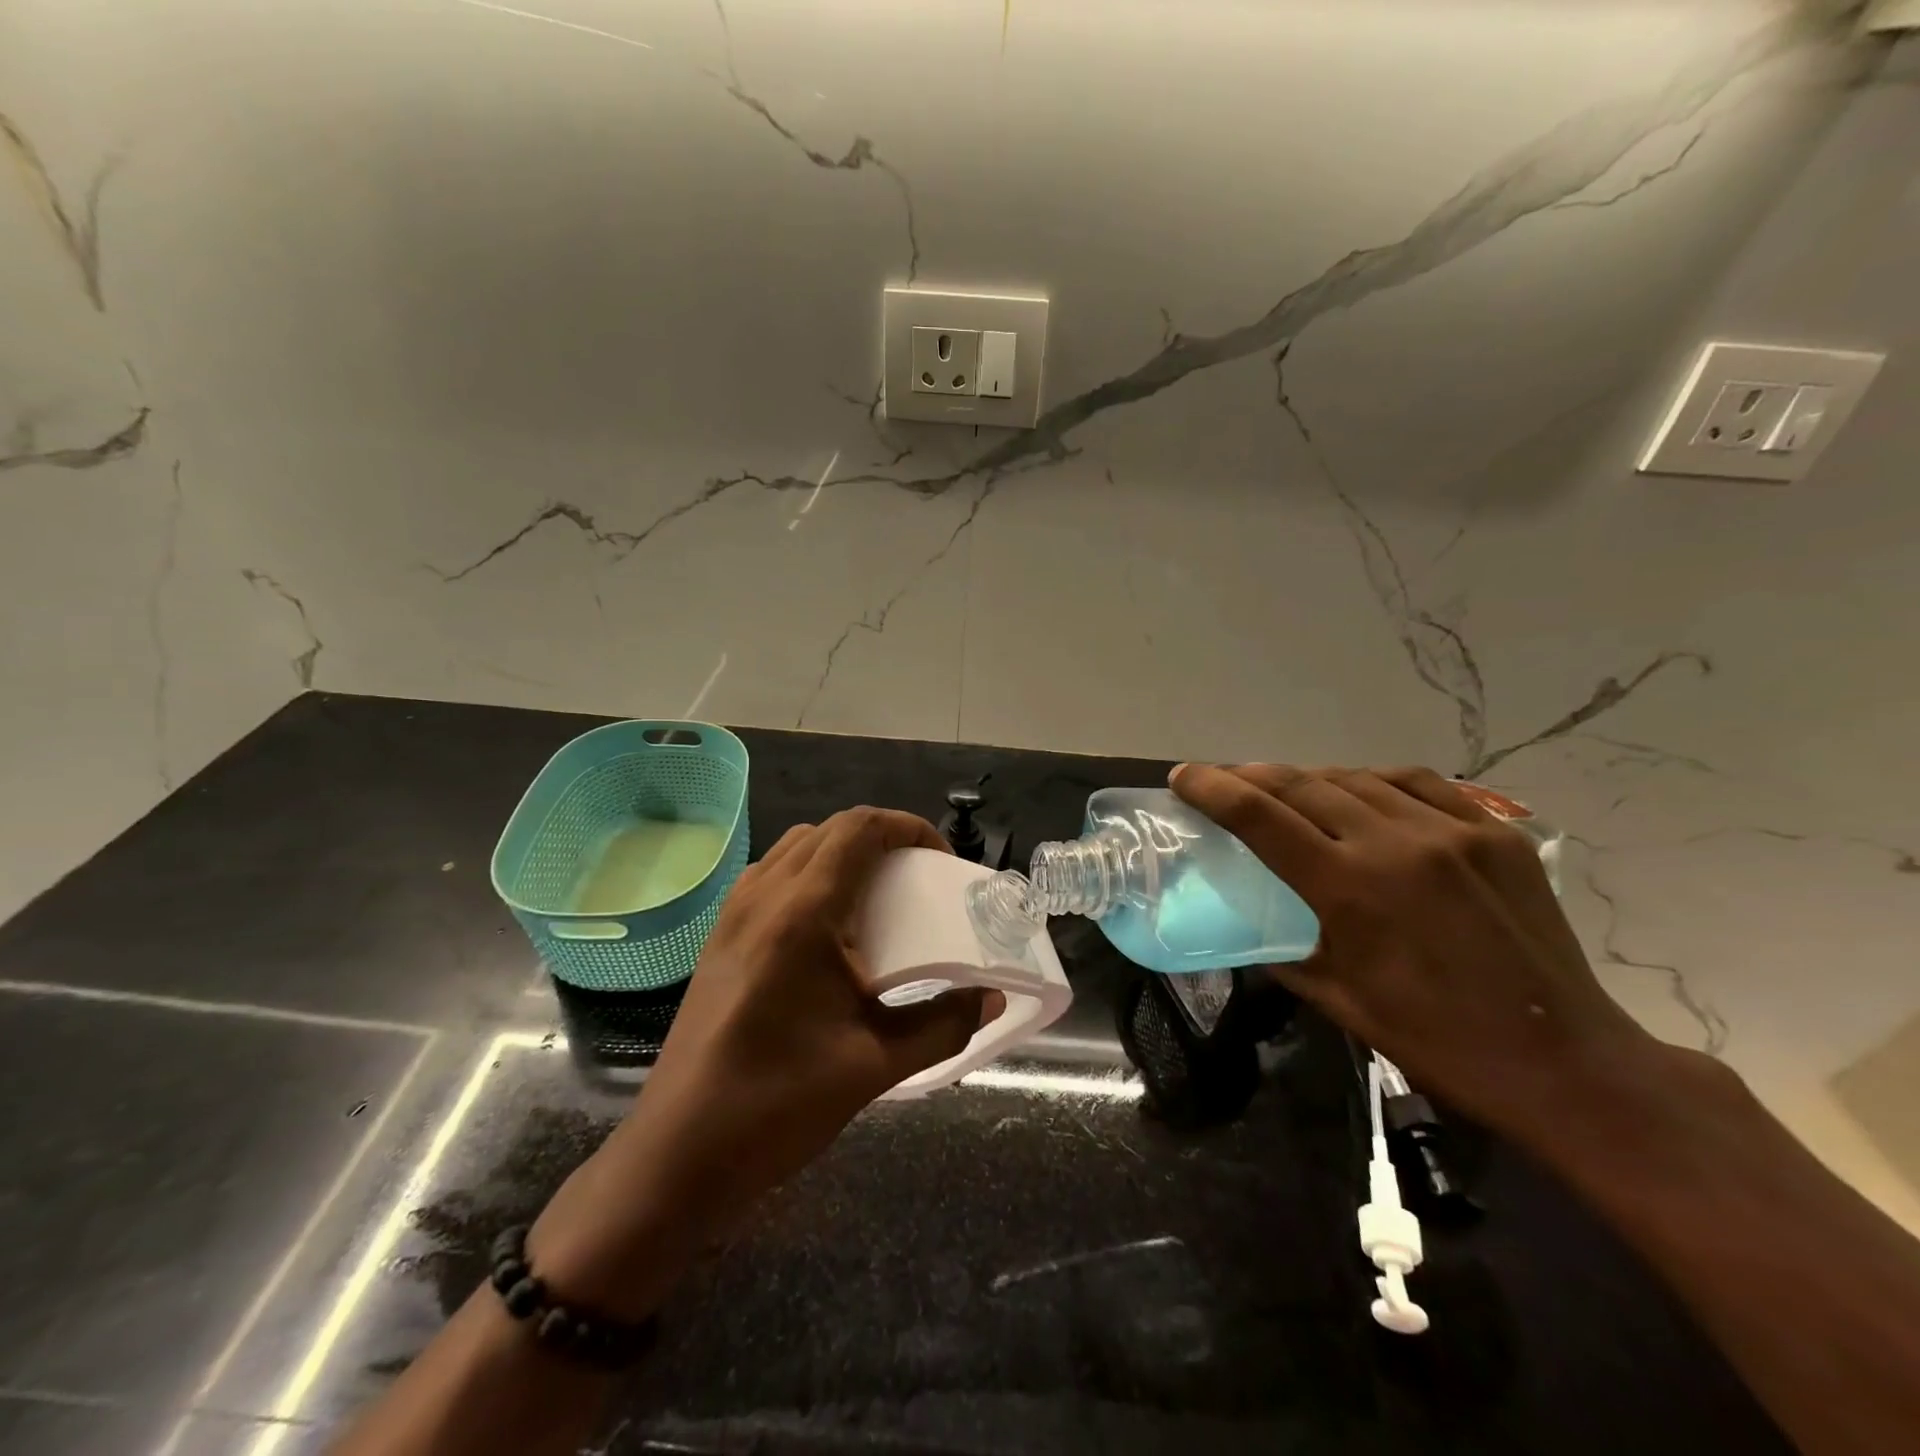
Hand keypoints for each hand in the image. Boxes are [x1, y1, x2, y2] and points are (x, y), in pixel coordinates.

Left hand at [530, 808, 996, 1315]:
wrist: (679, 1152)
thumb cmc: (779, 1103)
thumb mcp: (875, 1064)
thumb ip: (943, 1024)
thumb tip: (989, 998)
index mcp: (805, 912)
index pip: (860, 828)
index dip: (909, 828)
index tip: (941, 861)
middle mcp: (764, 895)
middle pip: (831, 829)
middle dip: (882, 838)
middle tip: (917, 877)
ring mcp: (734, 913)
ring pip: (797, 846)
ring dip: (843, 852)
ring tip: (877, 897)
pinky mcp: (719, 935)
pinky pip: (772, 874)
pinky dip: (810, 874)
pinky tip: (827, 927)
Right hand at [1170, 763, 1661, 1143]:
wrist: (1563, 1059)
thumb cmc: (1436, 1040)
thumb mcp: (1338, 999)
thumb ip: (1283, 950)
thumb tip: (1250, 927)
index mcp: (1349, 889)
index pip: (1260, 817)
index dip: (1213, 789)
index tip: (1182, 776)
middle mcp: (1396, 844)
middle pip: (1303, 784)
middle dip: (1251, 775)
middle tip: (1224, 780)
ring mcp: (1452, 832)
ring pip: (1357, 777)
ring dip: (1310, 778)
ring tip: (1288, 790)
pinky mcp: (1495, 832)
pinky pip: (1419, 784)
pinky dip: (1374, 781)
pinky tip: (1362, 792)